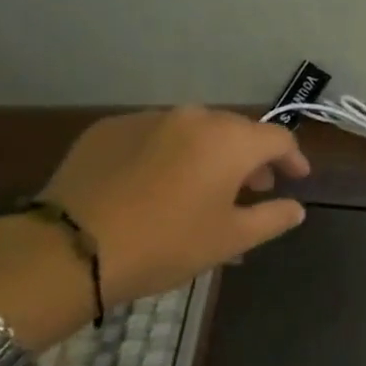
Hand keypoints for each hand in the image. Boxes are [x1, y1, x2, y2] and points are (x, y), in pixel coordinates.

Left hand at [37, 107, 309, 304]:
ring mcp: (147, 118)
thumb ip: (272, 218)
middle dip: (251, 157)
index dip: (293, 158)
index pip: (278, 138)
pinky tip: (158, 183)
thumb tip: (296, 208)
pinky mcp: (109, 128)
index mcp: (230, 140)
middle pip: (236, 130)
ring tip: (206, 186)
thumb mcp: (230, 239)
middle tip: (253, 187)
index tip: (296, 179)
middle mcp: (193, 117)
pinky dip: (169, 153)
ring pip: (194, 130)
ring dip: (210, 153)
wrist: (69, 248)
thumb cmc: (166, 243)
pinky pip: (155, 135)